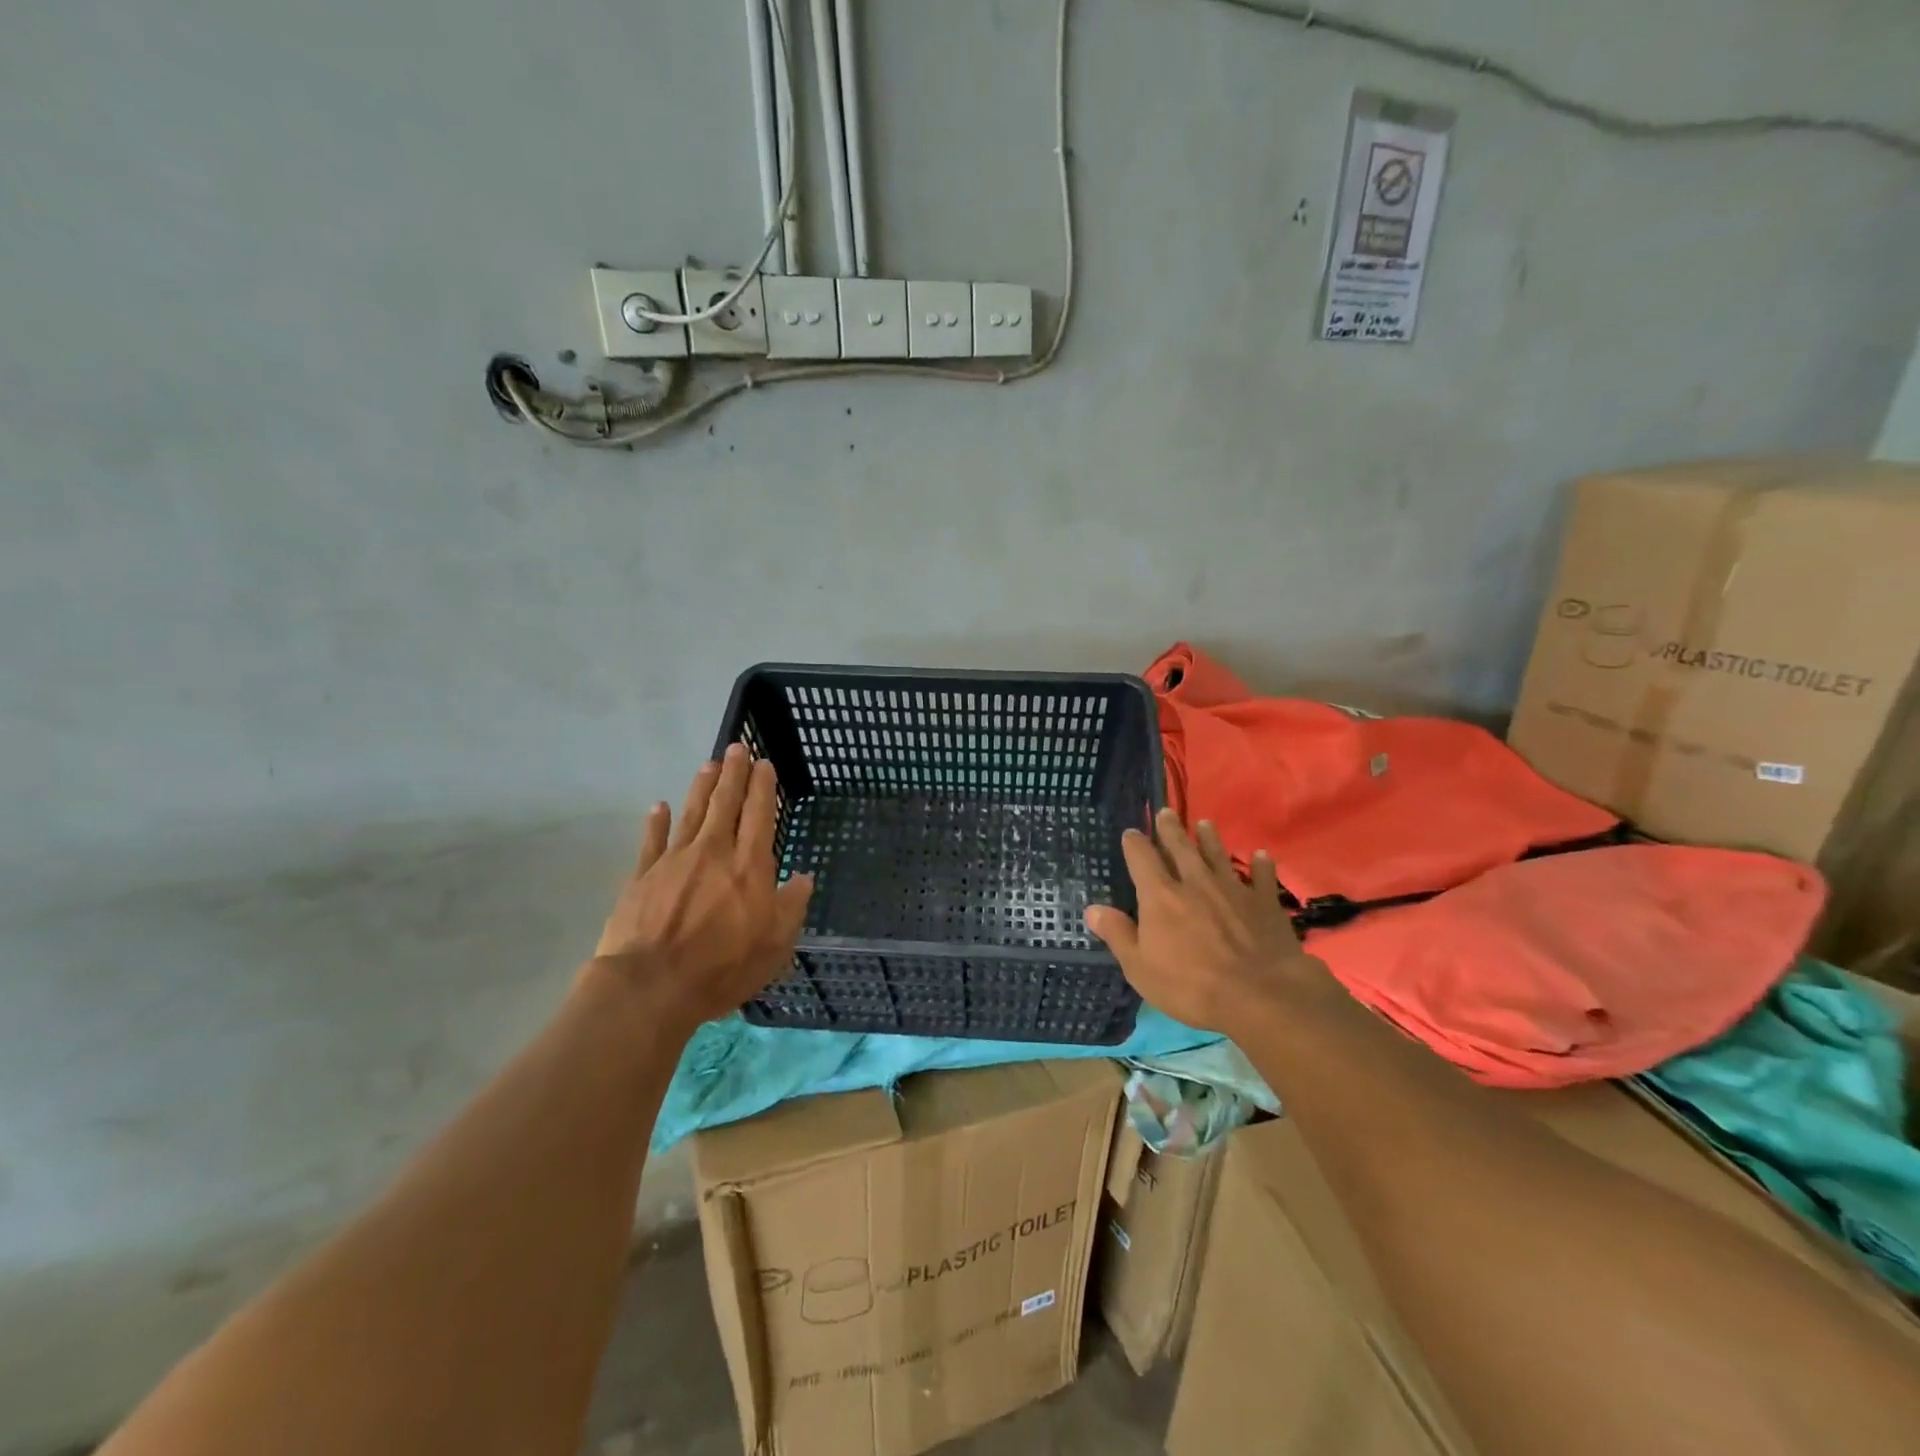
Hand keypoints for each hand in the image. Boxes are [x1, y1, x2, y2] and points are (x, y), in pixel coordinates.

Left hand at [593, 744, 813, 1028]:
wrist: (651, 986)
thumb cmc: (722, 968)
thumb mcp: (775, 945)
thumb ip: (791, 906)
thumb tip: (803, 877)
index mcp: (749, 866)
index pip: (760, 815)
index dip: (763, 787)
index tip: (764, 763)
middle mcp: (714, 852)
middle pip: (725, 803)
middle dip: (733, 773)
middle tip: (736, 747)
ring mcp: (674, 860)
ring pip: (692, 812)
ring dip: (701, 786)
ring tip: (709, 764)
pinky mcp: (642, 875)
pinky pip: (652, 840)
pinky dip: (657, 821)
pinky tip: (659, 806)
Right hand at [1085, 809, 1320, 1031]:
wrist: (1260, 994)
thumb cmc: (1191, 985)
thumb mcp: (1140, 967)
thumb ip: (1117, 934)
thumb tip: (1092, 909)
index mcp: (1160, 896)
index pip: (1142, 858)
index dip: (1134, 843)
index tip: (1131, 833)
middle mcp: (1195, 882)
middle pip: (1181, 848)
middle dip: (1171, 829)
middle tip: (1166, 812)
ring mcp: (1233, 889)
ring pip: (1218, 855)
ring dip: (1210, 839)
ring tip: (1205, 824)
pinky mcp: (1264, 903)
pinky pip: (1262, 877)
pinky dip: (1260, 864)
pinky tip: (1261, 855)